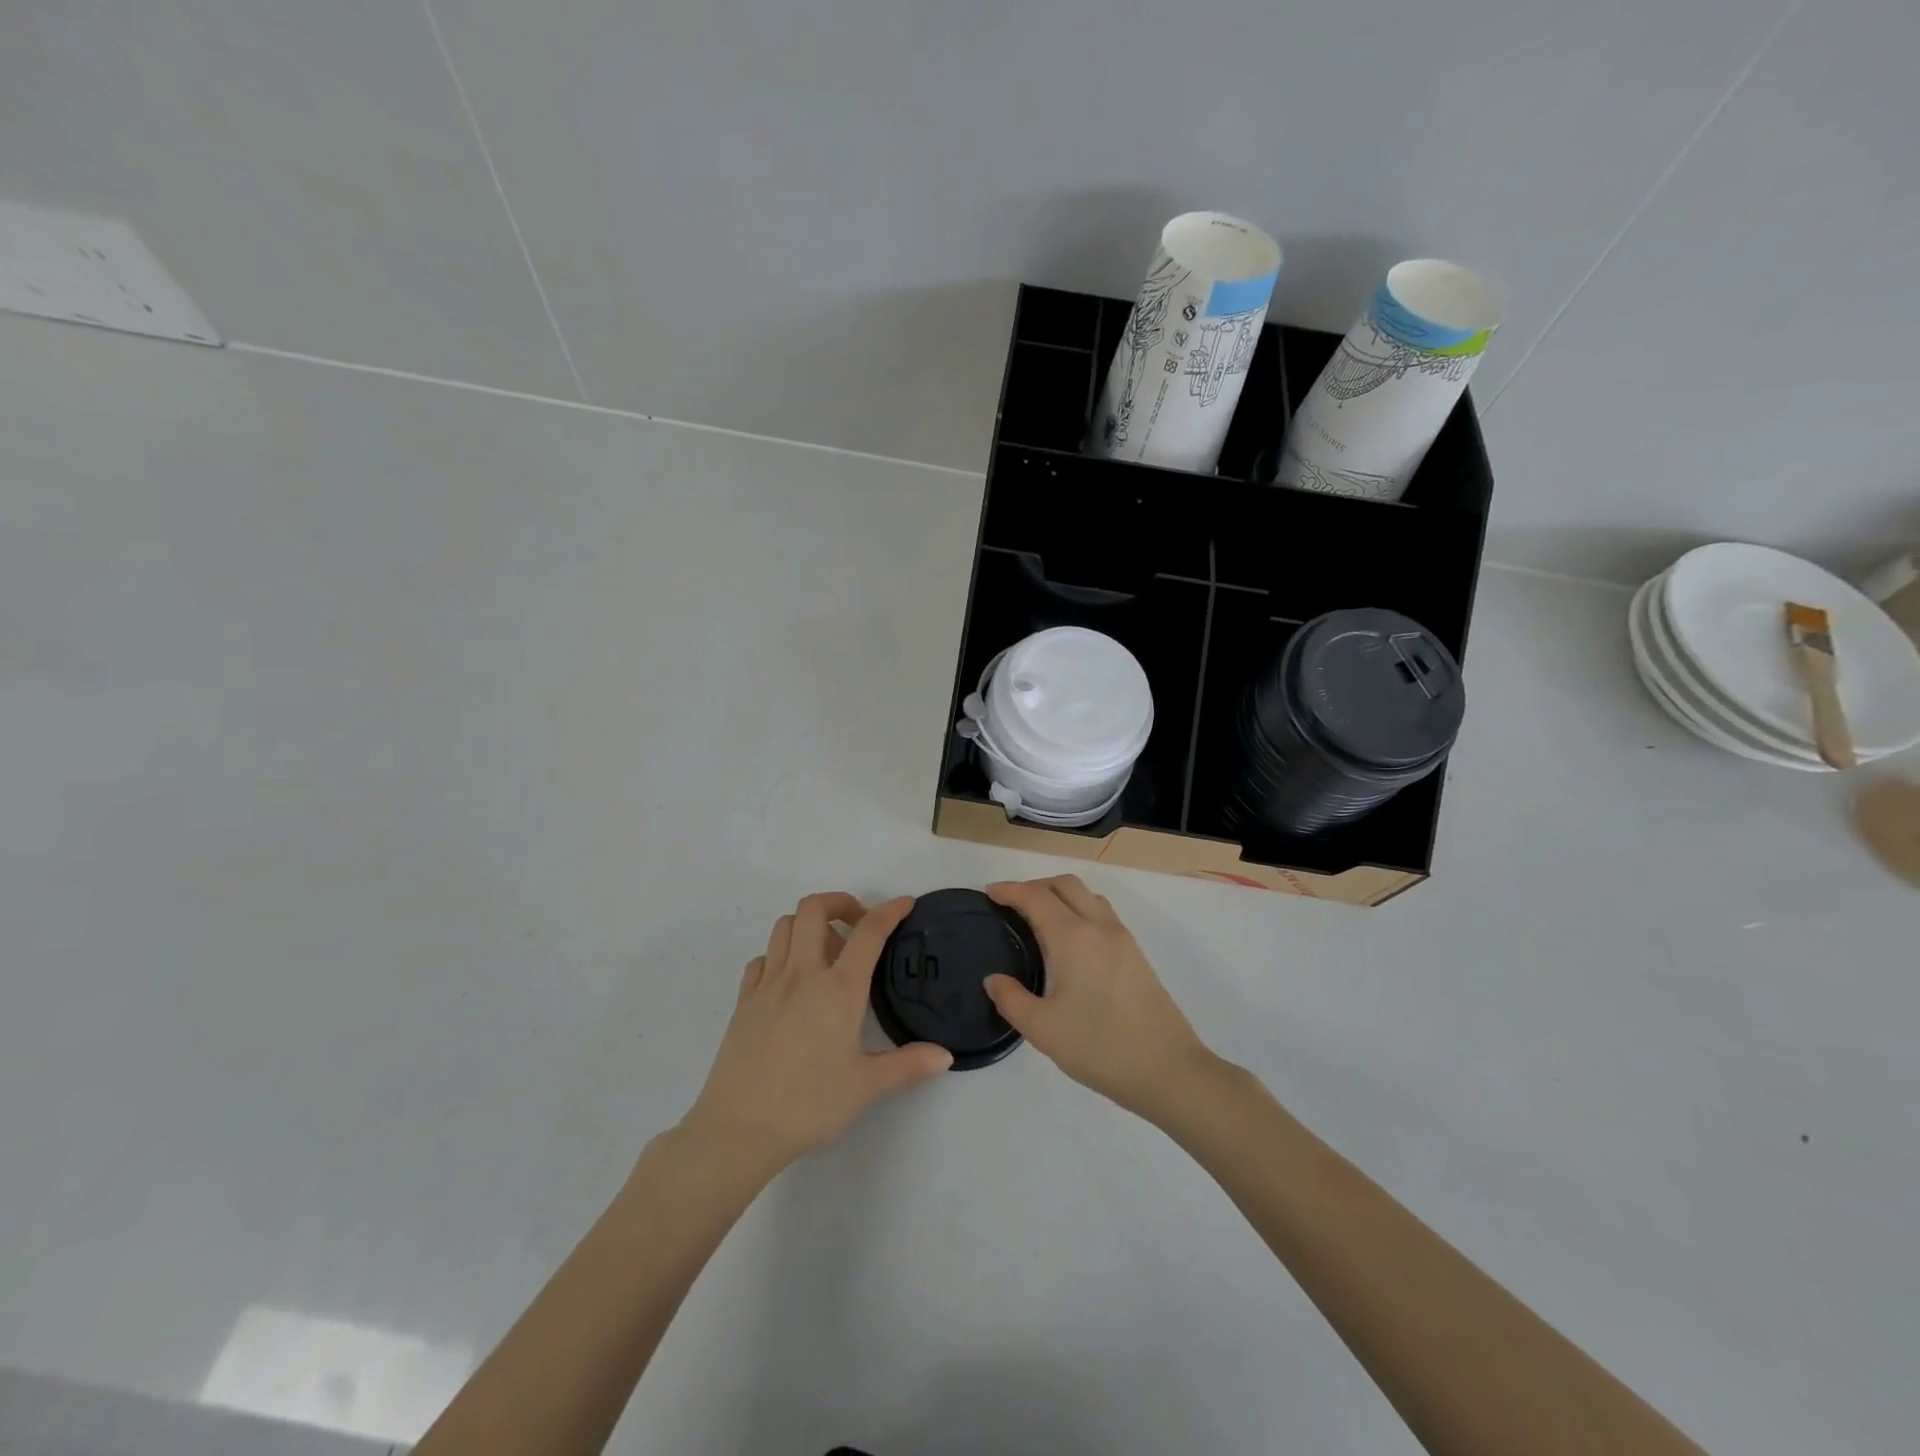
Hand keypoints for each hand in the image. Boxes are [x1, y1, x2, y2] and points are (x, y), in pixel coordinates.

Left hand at [683, 893, 951, 1169]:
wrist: (739, 1128)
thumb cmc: (810, 1104)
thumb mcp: (866, 1086)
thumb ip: (908, 1065)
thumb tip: (945, 1056)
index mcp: (839, 989)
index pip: (869, 933)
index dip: (890, 910)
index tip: (905, 903)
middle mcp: (803, 974)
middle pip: (814, 908)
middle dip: (839, 902)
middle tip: (857, 925)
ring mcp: (768, 984)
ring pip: (784, 925)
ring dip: (808, 924)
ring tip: (825, 952)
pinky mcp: (743, 1001)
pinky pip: (763, 958)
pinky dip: (780, 955)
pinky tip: (790, 980)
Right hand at [983, 876, 1213, 1121]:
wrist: (1168, 1070)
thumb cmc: (1100, 1047)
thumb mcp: (1043, 1030)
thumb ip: (1012, 1000)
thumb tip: (994, 980)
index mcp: (1073, 938)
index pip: (1036, 897)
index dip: (1010, 890)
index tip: (990, 892)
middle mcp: (1099, 927)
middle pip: (1065, 885)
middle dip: (1035, 885)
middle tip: (1012, 903)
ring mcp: (1122, 939)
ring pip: (1088, 896)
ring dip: (1060, 895)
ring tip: (1040, 917)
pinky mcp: (1136, 954)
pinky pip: (1102, 913)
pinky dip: (1079, 909)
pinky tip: (1071, 940)